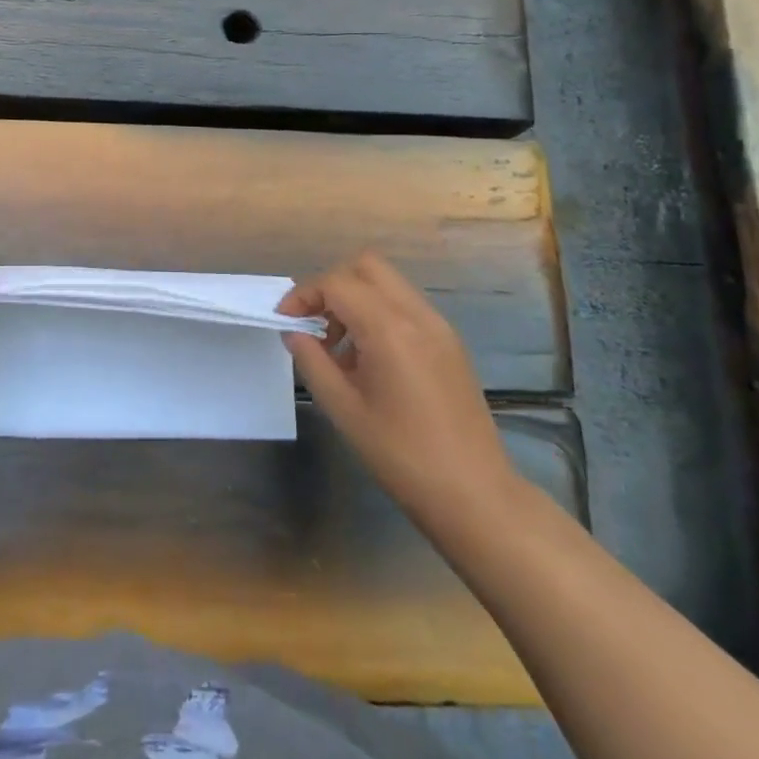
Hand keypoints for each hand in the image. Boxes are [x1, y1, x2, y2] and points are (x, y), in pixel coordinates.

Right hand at [280, 251, 520, 530]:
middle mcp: (418, 316)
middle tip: (313, 324)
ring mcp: (439, 327)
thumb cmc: (400, 454)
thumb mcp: (343, 408)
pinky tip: (368, 360)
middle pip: (367, 267)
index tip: (285, 322)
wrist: (473, 492)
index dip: (303, 295)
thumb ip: (312, 361)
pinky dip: (378, 315)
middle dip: (332, 285)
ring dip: (355, 300)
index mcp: (390, 329)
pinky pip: (406, 307)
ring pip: (388, 284)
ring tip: (338, 349)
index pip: (337, 283)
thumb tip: (294, 332)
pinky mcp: (449, 344)